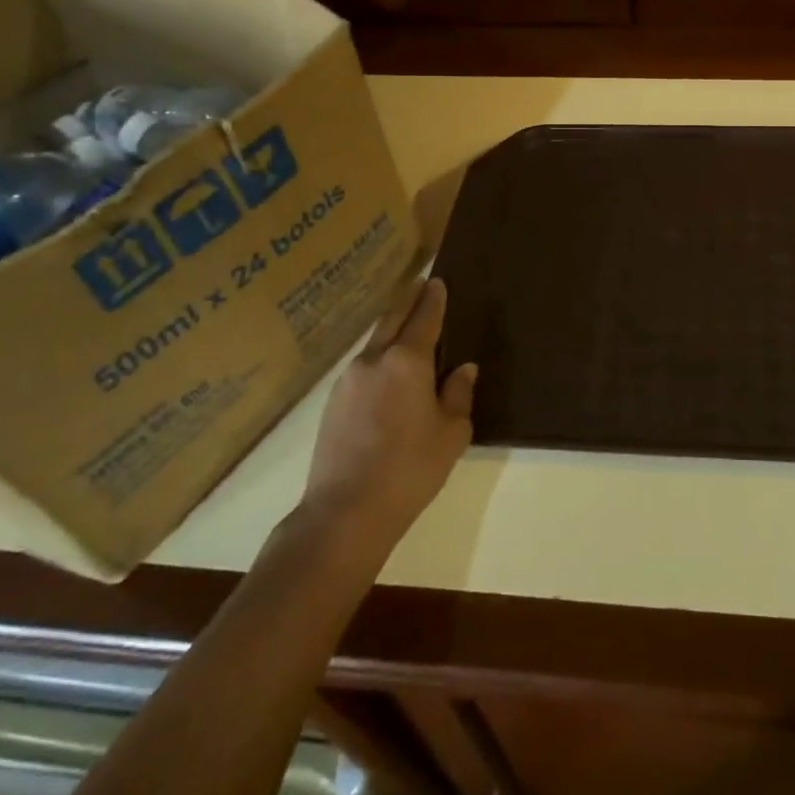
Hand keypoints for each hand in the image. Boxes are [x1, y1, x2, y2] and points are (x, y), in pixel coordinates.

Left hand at [303, 279, 476, 548]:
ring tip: (406, 329)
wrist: (345, 512)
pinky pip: (362, 367)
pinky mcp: (332, 402)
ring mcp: (347, 380)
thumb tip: (462, 369)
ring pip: (374, 342)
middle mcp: (374, 360)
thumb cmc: (410, 469)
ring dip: (390, 329)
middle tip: (420, 286)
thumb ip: (458, 394)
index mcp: (407, 360)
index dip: (433, 298)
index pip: (424, 317)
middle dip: (407, 300)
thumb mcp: (451, 433)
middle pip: (392, 318)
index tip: (438, 281)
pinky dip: (378, 358)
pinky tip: (386, 373)